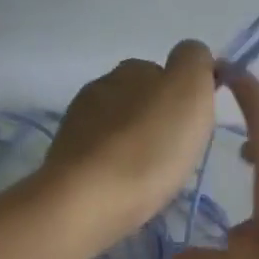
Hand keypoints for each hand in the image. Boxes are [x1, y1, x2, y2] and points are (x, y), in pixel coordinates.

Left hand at [43, 40, 219, 242]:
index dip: (182, 97)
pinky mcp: (64, 162)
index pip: (163, 71)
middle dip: (156, 121)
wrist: (88, 201)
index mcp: (131, 69)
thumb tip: (190, 57)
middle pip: (137, 100)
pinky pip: (99, 158)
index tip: (193, 129)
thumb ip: (194, 63)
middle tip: (174, 154)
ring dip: (134, 145)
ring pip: (116, 129)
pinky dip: (114, 168)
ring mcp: (76, 125)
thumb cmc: (149, 147)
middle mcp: (99, 88)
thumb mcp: (188, 91)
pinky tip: (124, 188)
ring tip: (150, 176)